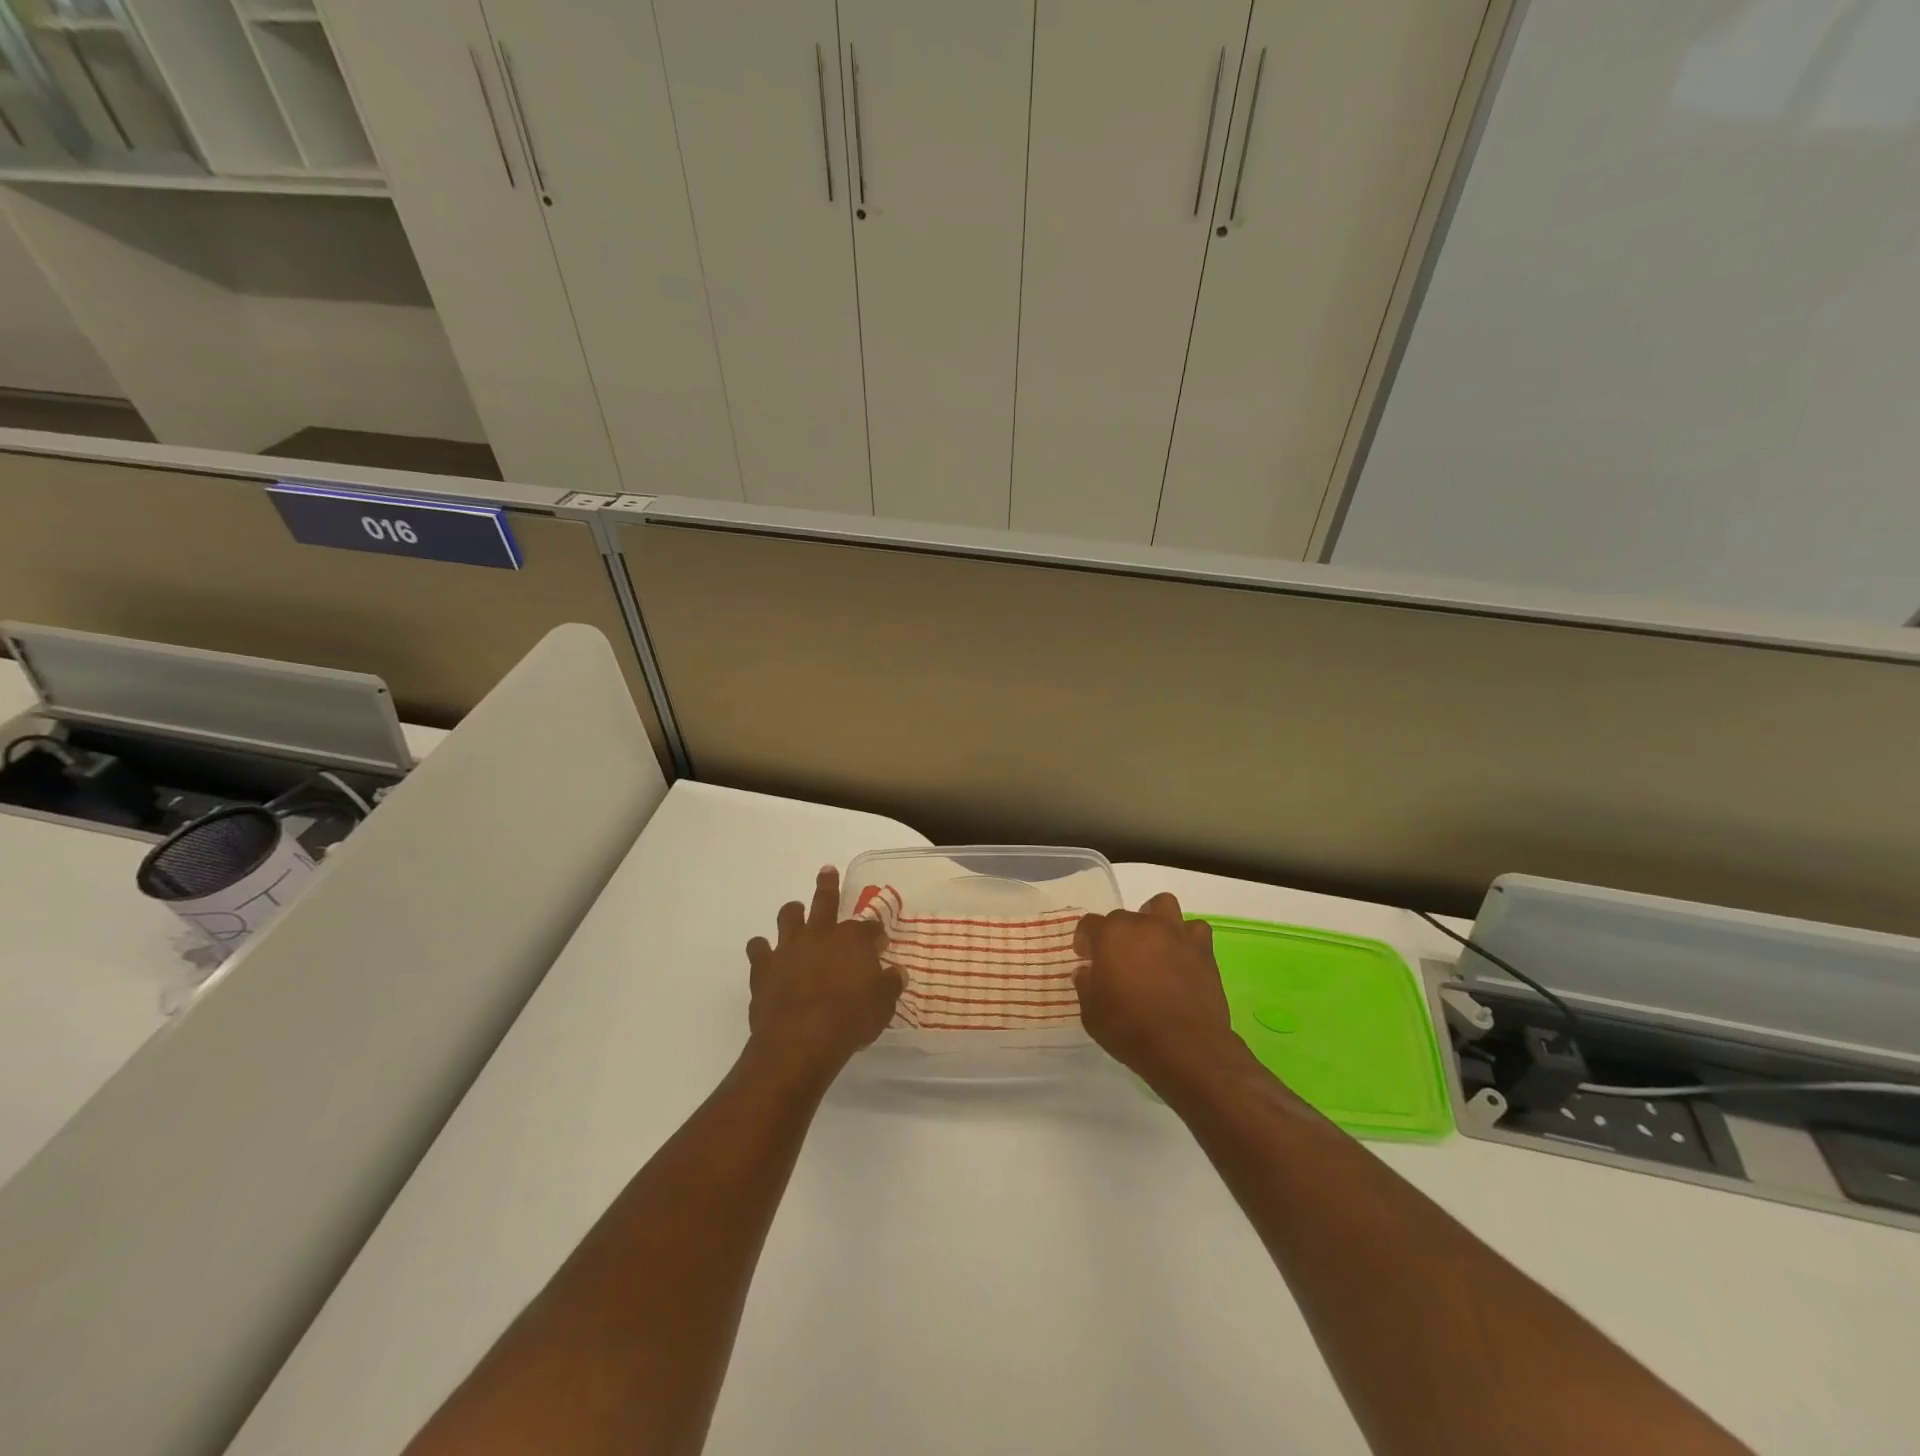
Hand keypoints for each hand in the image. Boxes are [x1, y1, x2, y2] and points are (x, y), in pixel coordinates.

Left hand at [746, 866, 901, 1078]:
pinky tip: (763, 953)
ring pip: (789, 915)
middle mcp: (821, 934)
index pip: (870, 927)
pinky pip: (757, 948)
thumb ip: (890, 985)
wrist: (799, 1040)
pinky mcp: (764, 966)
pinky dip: (761, 948)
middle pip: (825, 900)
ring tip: (795, 911)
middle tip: (827, 871)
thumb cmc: (849, 1021)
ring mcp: (790, 947)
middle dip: (828, 884)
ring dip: (793, 912)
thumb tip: (897, 972)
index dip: (875, 932)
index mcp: (853, 940)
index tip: (879, 941)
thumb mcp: (883, 1006)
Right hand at [1075, 892, 1243, 1088]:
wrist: (1186, 1047)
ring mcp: (1175, 933)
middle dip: (1118, 936)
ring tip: (1152, 945)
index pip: (1089, 925)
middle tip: (1120, 962)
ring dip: (1154, 919)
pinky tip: (1181, 957)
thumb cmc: (1130, 1030)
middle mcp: (1142, 925)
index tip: (1087, 959)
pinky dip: (1187, 938)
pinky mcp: (1202, 949)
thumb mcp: (1091, 1014)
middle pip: (1123, 917)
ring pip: (1162, 906)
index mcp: (1110, 935)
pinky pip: (1194, 929)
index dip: (1085, 941)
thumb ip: (1086, 986)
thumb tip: (1088, 971)